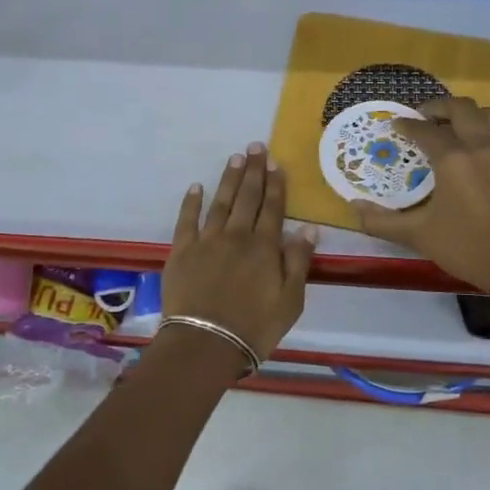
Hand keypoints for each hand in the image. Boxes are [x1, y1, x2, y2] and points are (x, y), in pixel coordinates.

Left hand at [163, 143, 317, 368]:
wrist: (206, 343)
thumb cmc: (255, 327)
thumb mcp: (291, 300)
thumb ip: (298, 261)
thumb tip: (308, 228)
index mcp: (264, 247)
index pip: (273, 208)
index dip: (276, 184)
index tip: (277, 163)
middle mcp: (236, 236)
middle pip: (247, 198)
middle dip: (253, 171)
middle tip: (255, 146)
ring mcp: (206, 241)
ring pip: (220, 202)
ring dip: (229, 179)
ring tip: (234, 158)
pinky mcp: (182, 252)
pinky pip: (186, 220)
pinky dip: (191, 202)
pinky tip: (196, 187)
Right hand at [353, 98, 489, 296]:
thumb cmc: (466, 248)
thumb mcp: (418, 235)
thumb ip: (382, 221)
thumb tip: (354, 206)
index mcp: (453, 159)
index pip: (425, 130)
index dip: (407, 124)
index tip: (396, 125)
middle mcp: (481, 146)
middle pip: (460, 108)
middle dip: (438, 107)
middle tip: (424, 118)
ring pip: (488, 115)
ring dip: (468, 114)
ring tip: (454, 128)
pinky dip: (488, 131)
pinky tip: (479, 150)